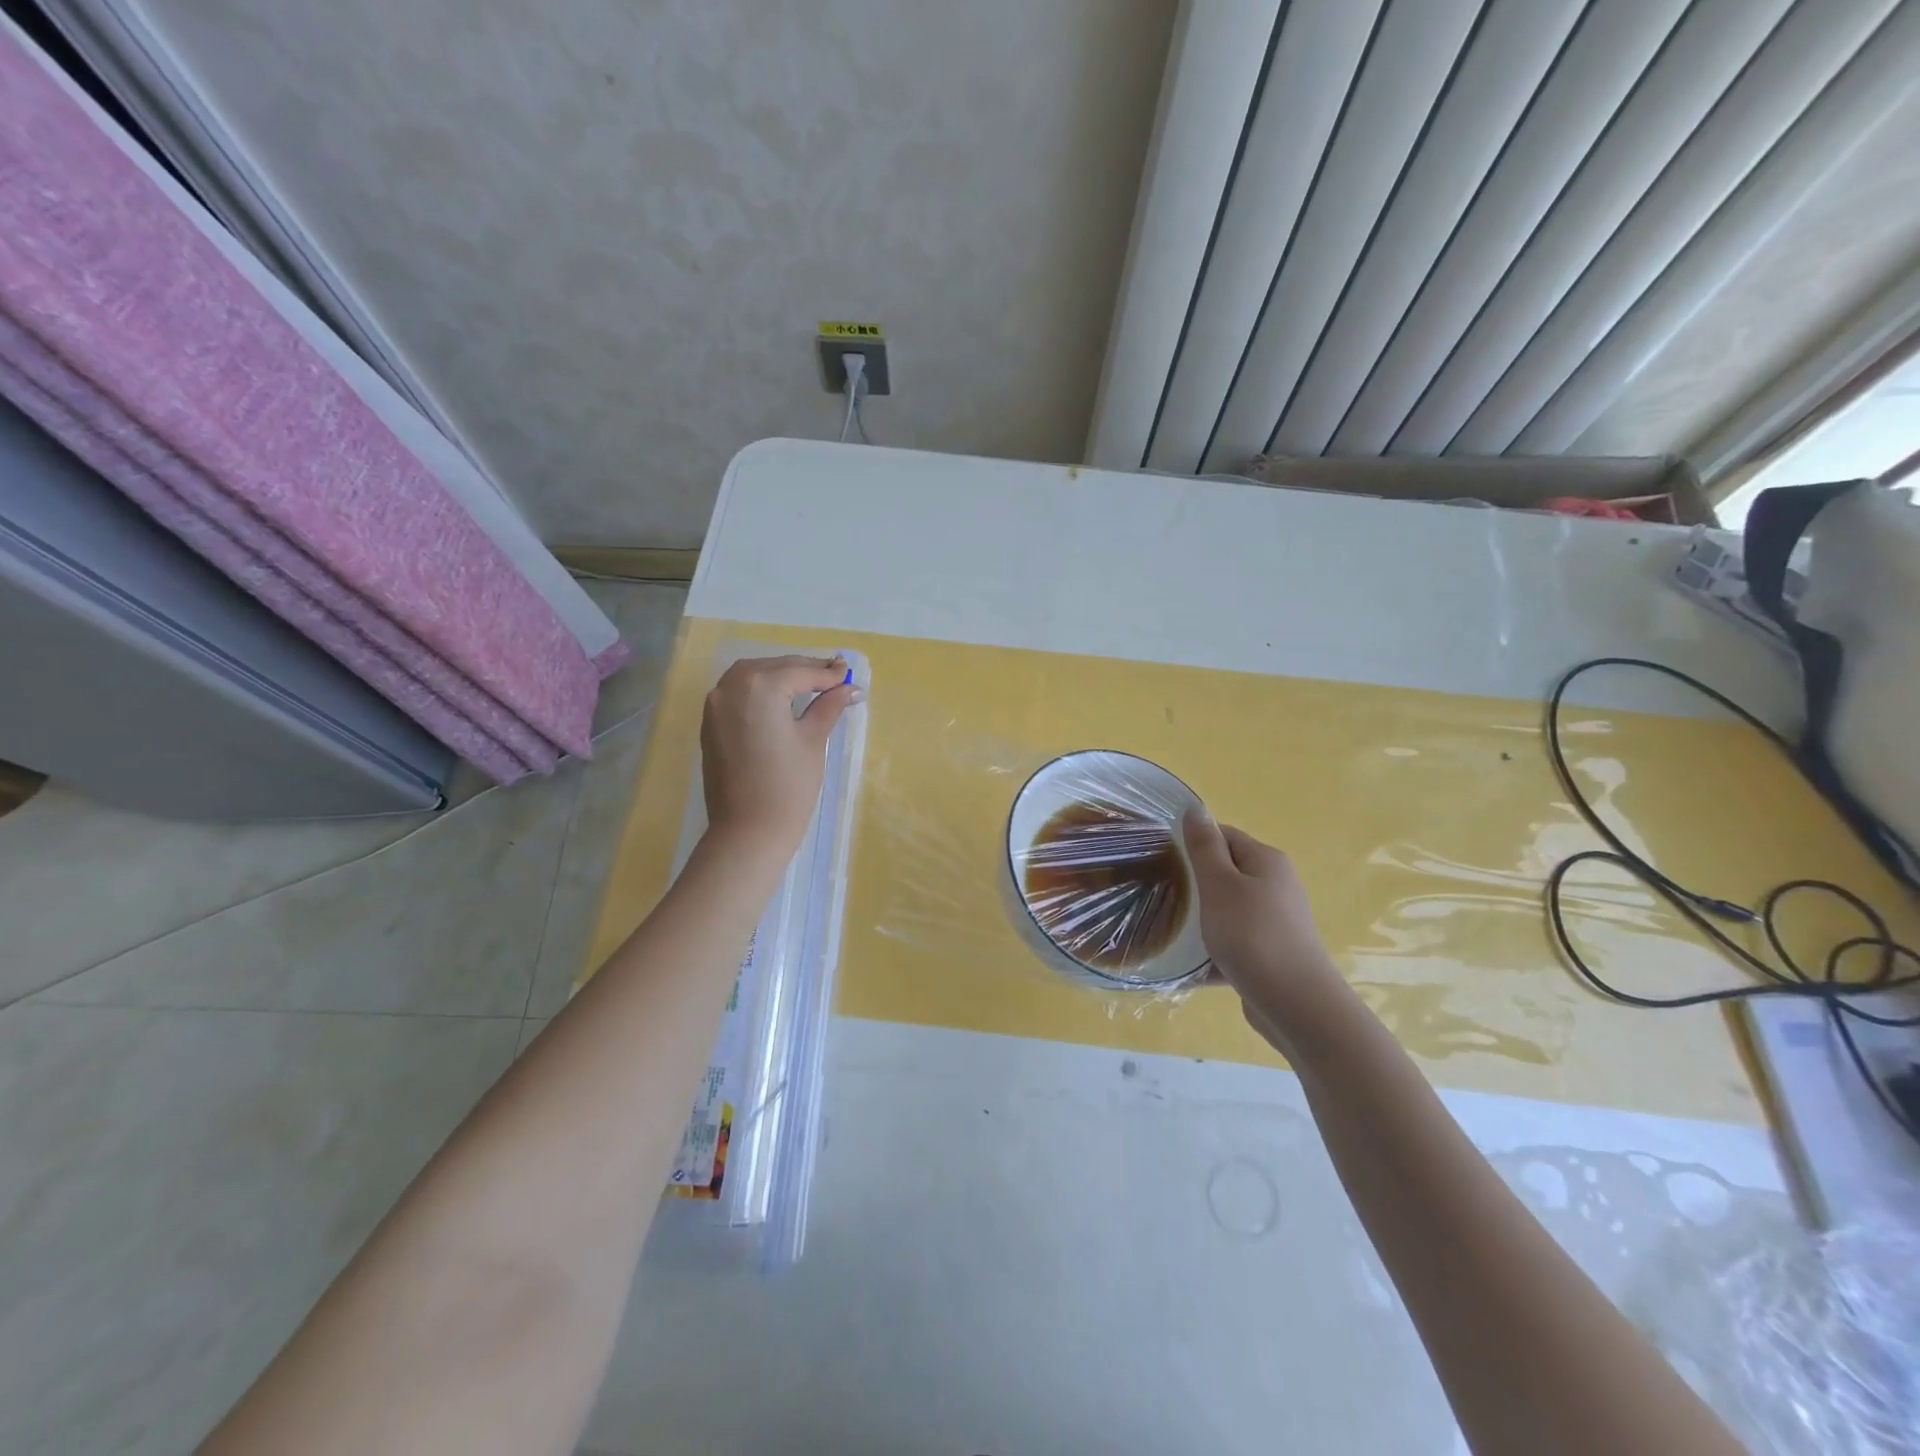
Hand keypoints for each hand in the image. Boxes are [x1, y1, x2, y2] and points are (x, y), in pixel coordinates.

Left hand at [700, 656, 858, 857]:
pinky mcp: (709, 722)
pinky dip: (761, 690)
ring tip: (810, 685)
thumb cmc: (788, 785)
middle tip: (836, 676)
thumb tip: (850, 688)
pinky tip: (781, 699)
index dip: (828, 674)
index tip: (849, 674)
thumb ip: (828, 707)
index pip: (800, 672)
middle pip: (776, 668)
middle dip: (805, 671)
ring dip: (781, 676)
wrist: (748, 830)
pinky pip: (738, 692)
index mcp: (761, 686)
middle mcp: (732, 685)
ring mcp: (715, 703)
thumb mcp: (812, 740)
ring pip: (753, 676)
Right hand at [1182, 810, 1347, 1051]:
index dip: (1192, 844)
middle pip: (1226, 873)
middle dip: (1194, 883)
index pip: (1223, 836)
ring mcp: (1277, 922)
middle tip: (1161, 894)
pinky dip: (1215, 950)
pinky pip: (1236, 943)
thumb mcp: (1219, 885)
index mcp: (1266, 861)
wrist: (1296, 1005)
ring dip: (1202, 919)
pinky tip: (1190, 965)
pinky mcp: (1273, 954)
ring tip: (1171, 929)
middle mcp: (1277, 886)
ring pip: (1229, 910)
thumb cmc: (1252, 935)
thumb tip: (1194, 809)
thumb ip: (1204, 847)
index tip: (1161, 860)